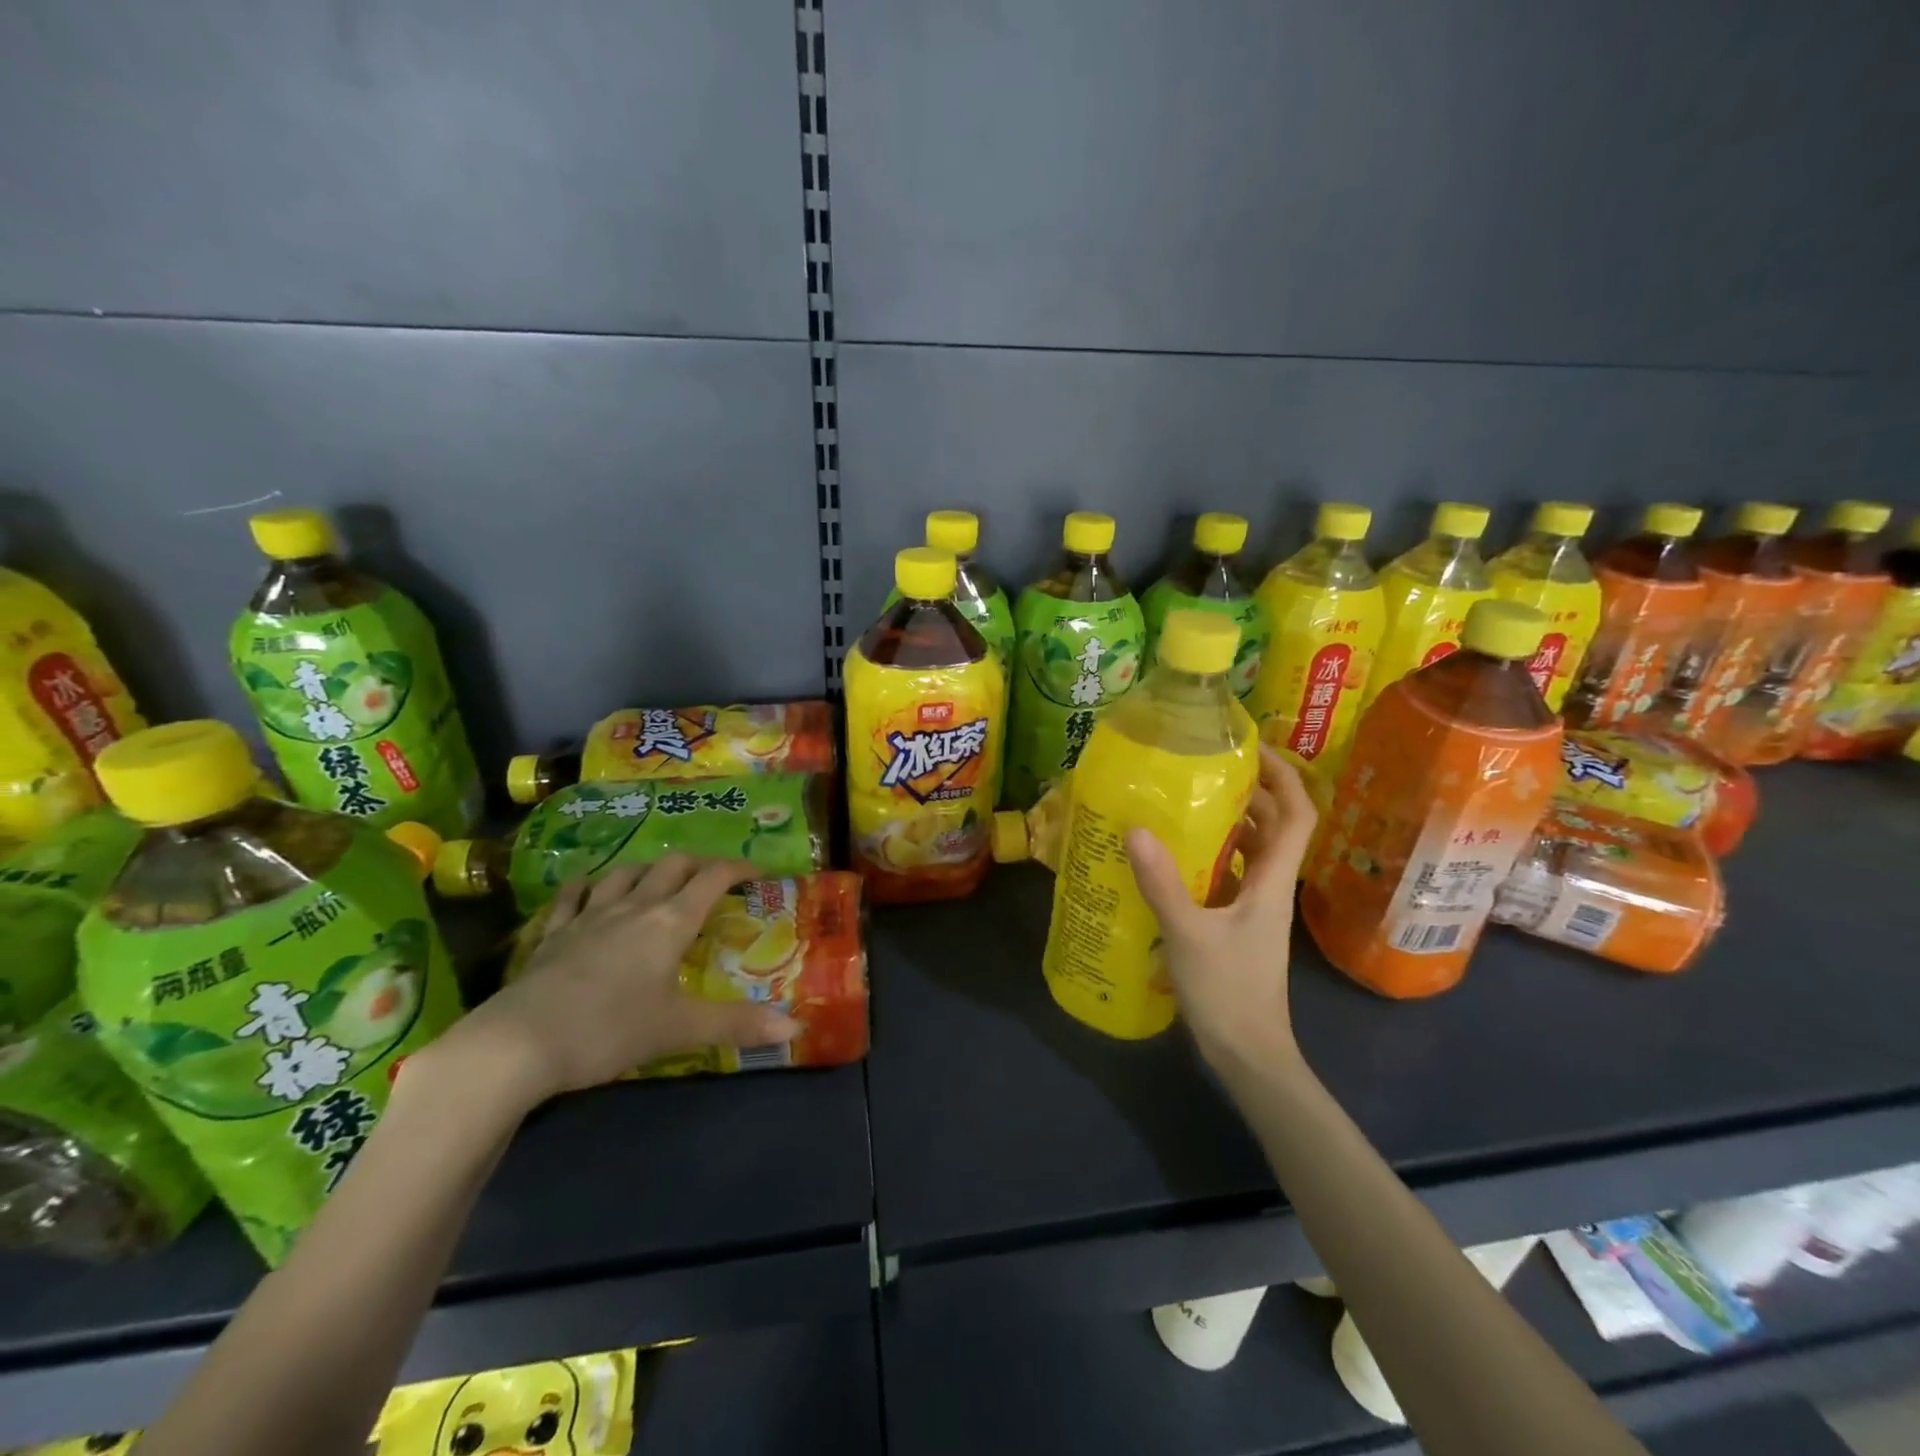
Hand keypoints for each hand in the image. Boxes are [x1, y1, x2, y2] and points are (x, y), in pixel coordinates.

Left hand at [429, 855, 798, 1111]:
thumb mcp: (679, 1029)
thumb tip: (795, 1026)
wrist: (518, 1044)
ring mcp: (588, 917)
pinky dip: (588, 887)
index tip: (759, 872)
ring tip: (659, 881)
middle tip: (713, 879)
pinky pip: (573, 896)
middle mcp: (633, 907)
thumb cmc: (609, 1030)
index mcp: (669, 922)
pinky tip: (590, 890)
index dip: (739, 867)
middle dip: (698, 864)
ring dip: (648, 869)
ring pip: (624, 873)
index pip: (712, 878)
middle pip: (671, 865)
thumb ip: (737, 1024)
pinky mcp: (552, 934)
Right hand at [1126, 745, 1316, 1068]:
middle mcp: (1269, 887)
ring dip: (1228, 823)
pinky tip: (1170, 856)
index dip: (1284, 776)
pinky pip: (1227, 876)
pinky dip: (1208, 857)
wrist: (1248, 1055)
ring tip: (1184, 801)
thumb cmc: (1229, 993)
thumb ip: (1162, 882)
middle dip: (1251, 791)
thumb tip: (1135, 828)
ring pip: (1250, 851)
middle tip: (1205, 768)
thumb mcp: (1188, 934)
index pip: (1298, 815)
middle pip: (1275, 826)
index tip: (1253, 749)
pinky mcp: (1234, 925)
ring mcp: (1253, 908)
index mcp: (1271, 882)